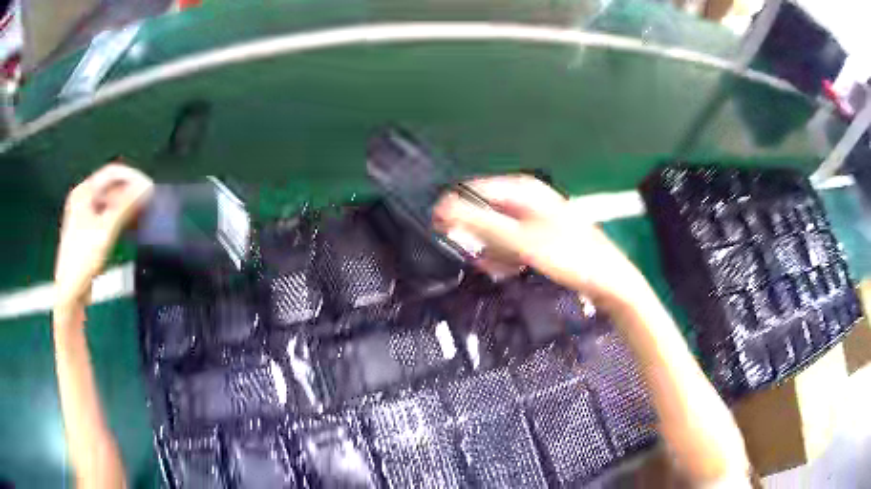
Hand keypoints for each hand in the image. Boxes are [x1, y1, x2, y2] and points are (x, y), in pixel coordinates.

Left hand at [54, 163, 152, 312]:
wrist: (70, 293)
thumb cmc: (83, 259)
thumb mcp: (105, 230)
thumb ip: (125, 206)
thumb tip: (147, 187)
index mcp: (83, 192)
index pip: (112, 172)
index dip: (132, 177)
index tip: (149, 188)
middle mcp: (84, 199)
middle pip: (111, 186)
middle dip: (130, 191)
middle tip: (148, 202)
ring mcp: (85, 216)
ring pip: (111, 202)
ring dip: (127, 206)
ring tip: (143, 214)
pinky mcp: (89, 232)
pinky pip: (108, 216)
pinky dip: (120, 218)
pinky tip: (131, 227)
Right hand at [434, 175, 643, 304]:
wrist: (608, 280)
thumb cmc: (568, 256)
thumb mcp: (520, 240)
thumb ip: (479, 223)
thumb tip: (442, 207)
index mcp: (523, 189)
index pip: (474, 190)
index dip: (453, 209)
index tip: (438, 230)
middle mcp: (528, 198)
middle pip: (486, 212)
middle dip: (477, 236)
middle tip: (475, 256)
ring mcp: (536, 218)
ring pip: (498, 231)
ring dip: (493, 250)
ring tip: (500, 267)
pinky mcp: (541, 237)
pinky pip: (513, 243)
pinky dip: (507, 255)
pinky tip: (511, 269)